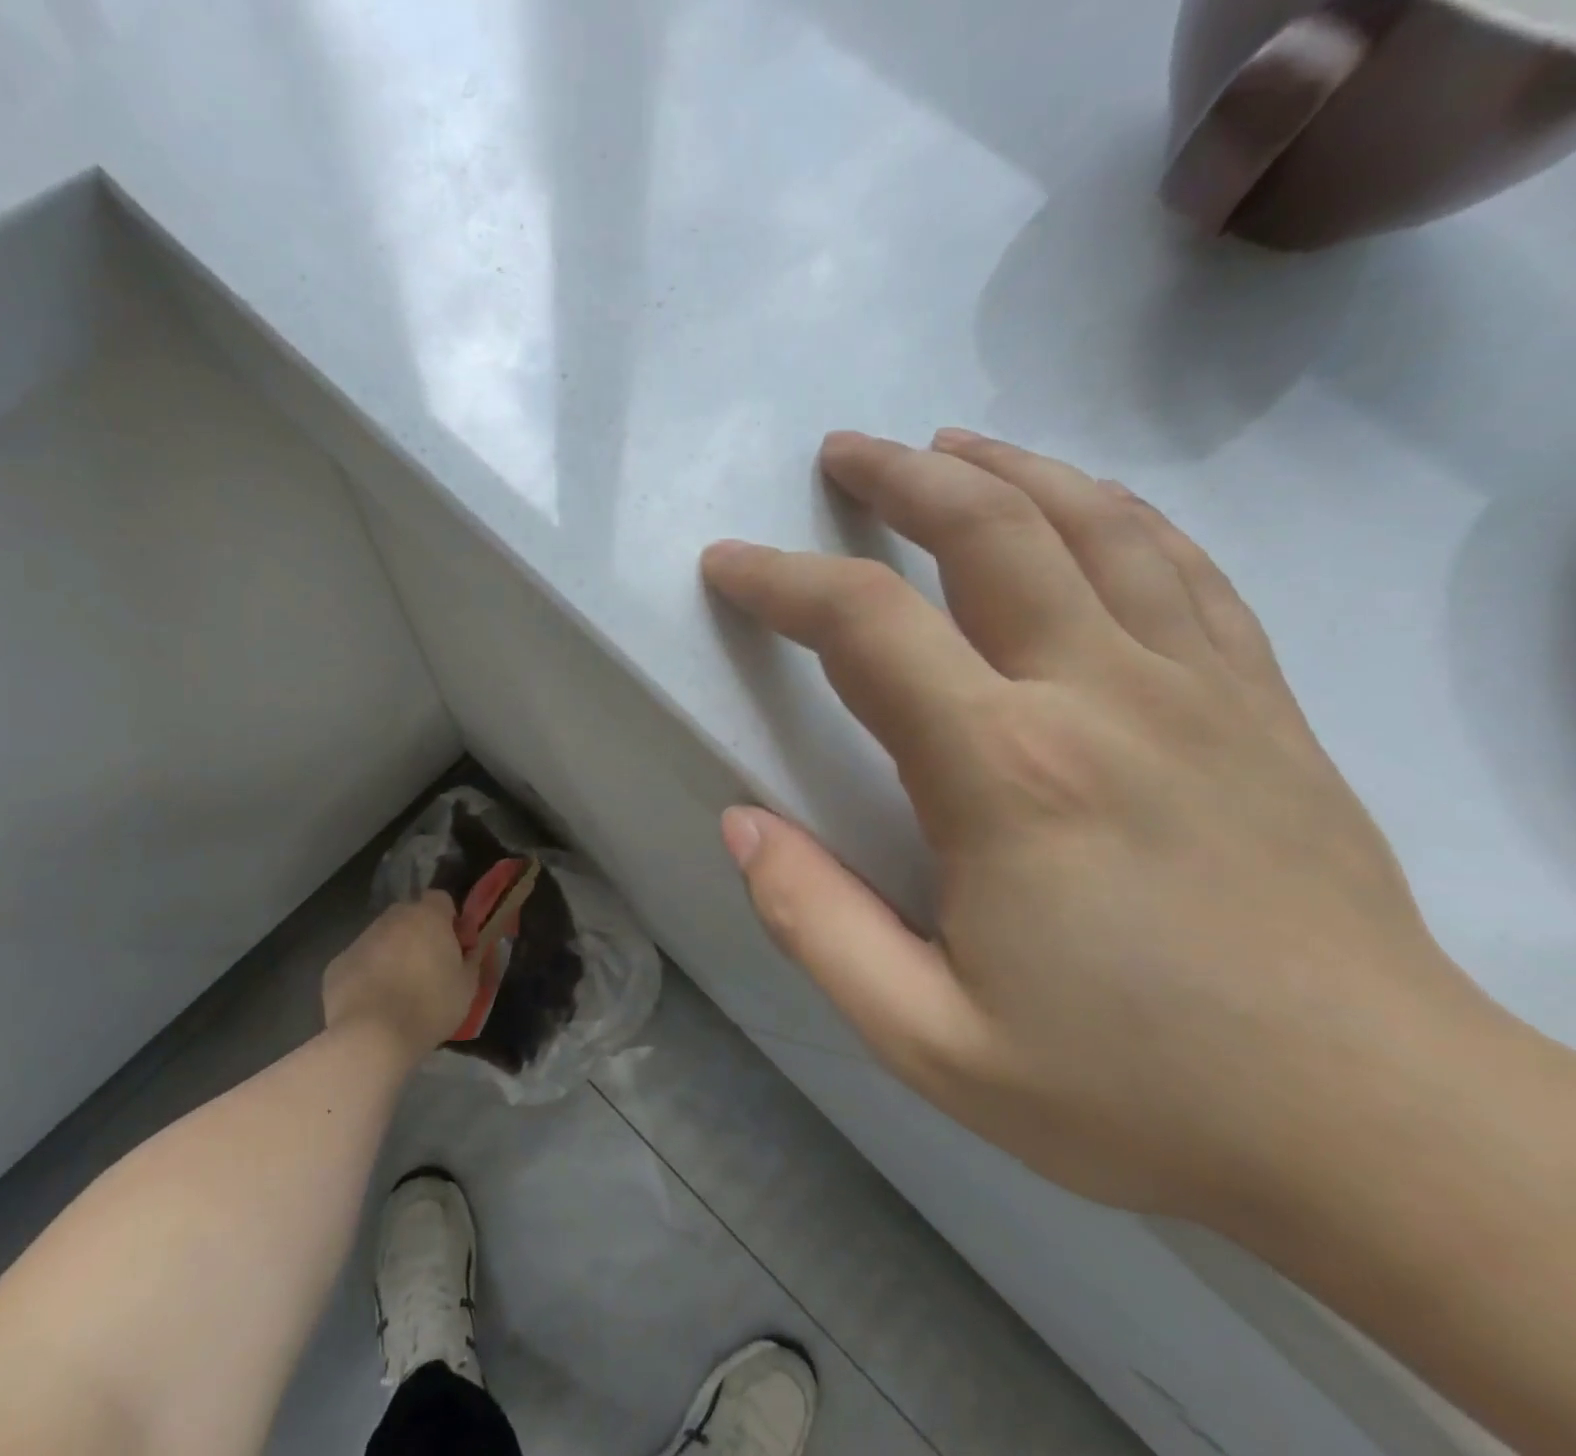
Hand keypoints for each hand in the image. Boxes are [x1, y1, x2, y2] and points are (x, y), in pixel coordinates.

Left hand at [322, 895, 474, 1059]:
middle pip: (408, 916)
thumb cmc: (429, 1007)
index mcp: (427, 917)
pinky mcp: (337, 964)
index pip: (440, 899)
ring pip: (382, 939)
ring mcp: (361, 940)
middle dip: (418, 934)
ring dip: (392, 954)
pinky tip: (373, 1004)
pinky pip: (360, 962)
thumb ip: (470, 959)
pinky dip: (367, 975)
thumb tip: (468, 951)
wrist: (372, 1038)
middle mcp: (392, 919)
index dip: (449, 920)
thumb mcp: (468, 986)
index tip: (454, 947)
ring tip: (398, 990)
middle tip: (428, 968)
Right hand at [702, 430, 1505, 1223]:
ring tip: (945, 448)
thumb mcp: (928, 1039)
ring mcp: (1196, 688)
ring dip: (1003, 470)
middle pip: (987, 529)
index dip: (780, 581)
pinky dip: (1115, 512)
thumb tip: (742, 824)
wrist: (1375, 1134)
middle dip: (897, 477)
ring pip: (1093, 524)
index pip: (864, 625)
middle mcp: (1098, 695)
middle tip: (840, 454)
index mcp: (1003, 772)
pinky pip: (1183, 567)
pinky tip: (1081, 504)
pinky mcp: (1259, 705)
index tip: (729, 564)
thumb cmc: (1131, 1092)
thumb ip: (814, 922)